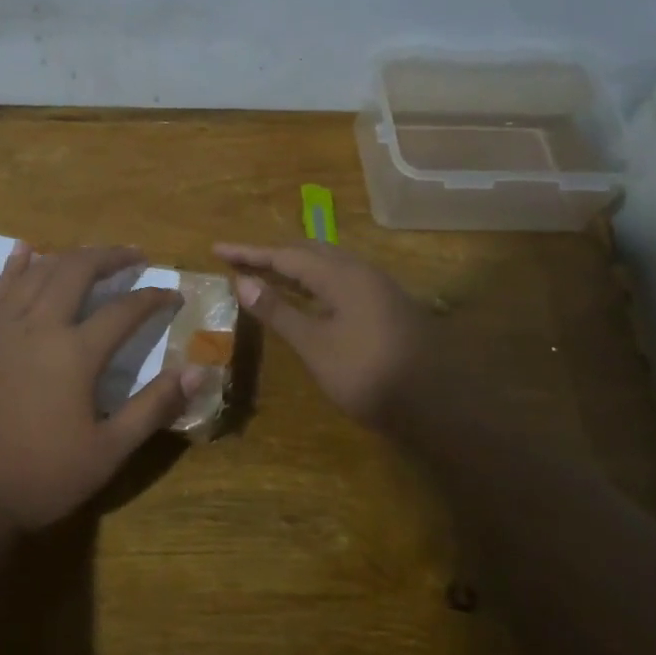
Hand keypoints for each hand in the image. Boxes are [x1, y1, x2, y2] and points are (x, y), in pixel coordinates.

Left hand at [0, 243, 200, 531]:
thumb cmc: (40, 476)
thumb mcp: (108, 452)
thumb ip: (153, 408)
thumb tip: (198, 372)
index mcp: (75, 353)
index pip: (124, 310)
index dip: (153, 297)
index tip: (173, 294)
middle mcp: (40, 326)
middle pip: (77, 270)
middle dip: (110, 256)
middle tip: (135, 256)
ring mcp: (4, 328)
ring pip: (39, 272)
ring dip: (70, 256)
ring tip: (92, 255)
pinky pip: (0, 288)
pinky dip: (17, 264)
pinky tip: (26, 250)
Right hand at [214, 241, 435, 431]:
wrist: (437, 405)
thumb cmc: (368, 373)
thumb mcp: (315, 345)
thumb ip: (278, 311)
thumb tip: (243, 281)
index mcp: (341, 275)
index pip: (285, 254)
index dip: (249, 253)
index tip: (217, 249)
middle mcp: (360, 272)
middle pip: (308, 252)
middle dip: (272, 255)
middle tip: (240, 261)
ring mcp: (378, 289)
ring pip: (327, 265)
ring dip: (294, 266)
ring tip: (266, 273)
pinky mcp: (386, 307)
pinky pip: (340, 280)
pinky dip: (313, 282)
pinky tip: (307, 297)